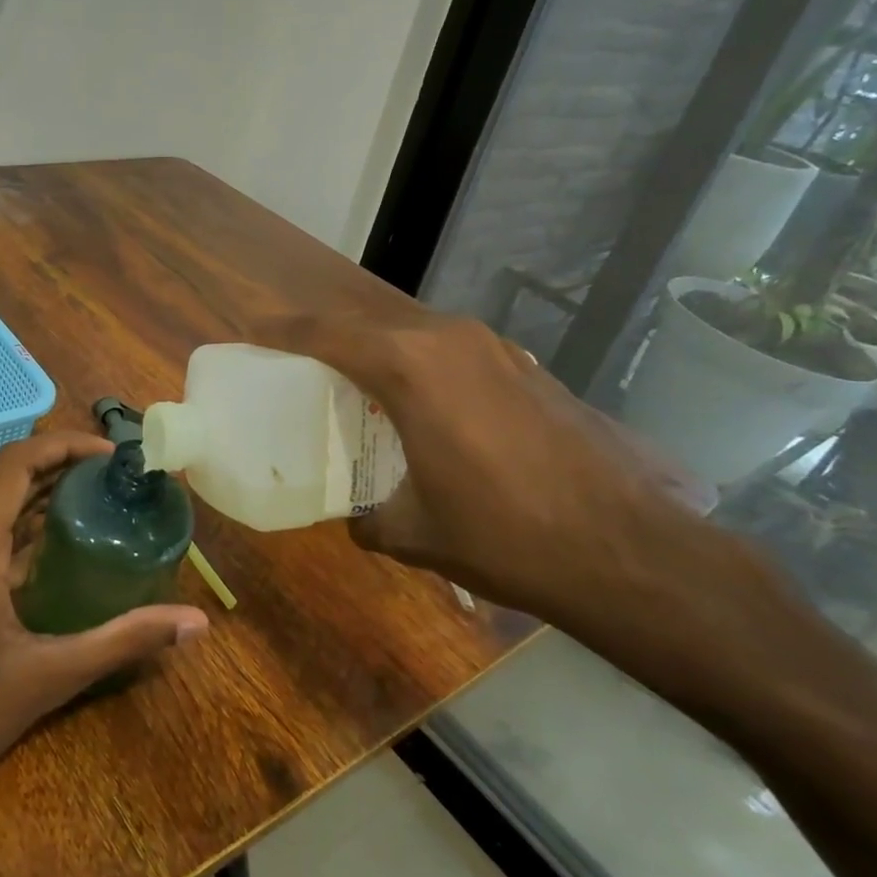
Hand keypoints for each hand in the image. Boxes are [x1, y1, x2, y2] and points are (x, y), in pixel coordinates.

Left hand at [0, 431, 209, 803]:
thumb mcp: (49, 676)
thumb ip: (123, 640)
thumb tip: (196, 623)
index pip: (18, 461)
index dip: (66, 446)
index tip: (112, 456)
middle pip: (8, 477)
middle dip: (62, 469)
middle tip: (116, 482)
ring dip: (40, 496)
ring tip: (96, 505)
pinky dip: (20, 526)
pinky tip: (55, 551)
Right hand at [254, 313, 771, 660]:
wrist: (626, 550)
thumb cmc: (501, 535)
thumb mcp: (413, 532)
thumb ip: (367, 517)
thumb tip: (355, 520)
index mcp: (409, 367)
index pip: (326, 333)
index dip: (282, 330)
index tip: (251, 330)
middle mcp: (450, 340)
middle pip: (368, 325)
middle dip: (327, 339)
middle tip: (296, 366)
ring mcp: (496, 349)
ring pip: (413, 335)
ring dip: (378, 353)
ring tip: (355, 387)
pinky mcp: (527, 369)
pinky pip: (453, 353)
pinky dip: (422, 368)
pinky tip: (425, 410)